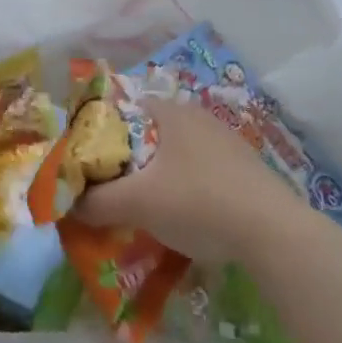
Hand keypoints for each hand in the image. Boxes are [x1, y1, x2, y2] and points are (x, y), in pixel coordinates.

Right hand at [73, 98, 306, 265]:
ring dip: (159, 176)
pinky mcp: (244, 167)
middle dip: (131, 160)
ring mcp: (225, 141)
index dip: (104, 135)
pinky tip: (187, 216)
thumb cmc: (198, 202)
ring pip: (178, 154)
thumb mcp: (139, 203)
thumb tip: (69, 205)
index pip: (126, 111)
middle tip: (115, 190)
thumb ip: (99, 202)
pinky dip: (187, 188)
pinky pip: (202, 171)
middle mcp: (197, 117)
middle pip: (151, 134)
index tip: (92, 165)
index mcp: (170, 113)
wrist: (272, 231)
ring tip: (146, 208)